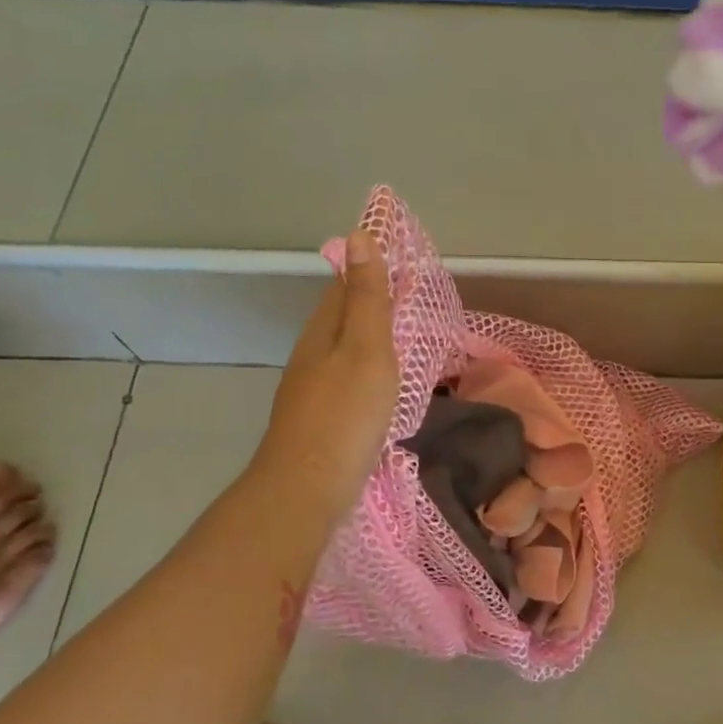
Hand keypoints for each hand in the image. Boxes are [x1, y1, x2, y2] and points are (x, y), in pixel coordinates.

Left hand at [252, 230, 397, 528]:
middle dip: (373, 300)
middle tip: (415, 296)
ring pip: (344, 348)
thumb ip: (367, 298)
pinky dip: (370, 369)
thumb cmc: (345, 415)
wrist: (307, 488)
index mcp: (323, 330)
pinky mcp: (322, 418)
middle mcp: (312, 353)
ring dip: (372, 336)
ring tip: (407, 335)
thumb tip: (360, 235)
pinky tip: (385, 384)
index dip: (372, 268)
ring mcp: (313, 388)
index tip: (406, 260)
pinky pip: (349, 378)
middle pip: (342, 315)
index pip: (345, 283)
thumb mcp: (366, 349)